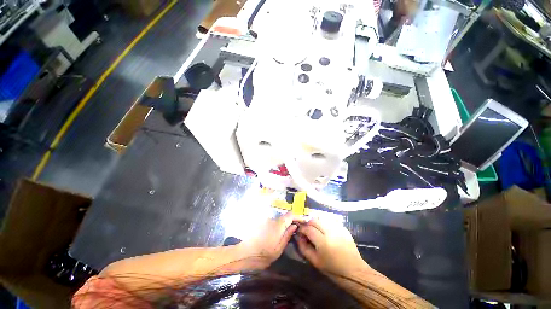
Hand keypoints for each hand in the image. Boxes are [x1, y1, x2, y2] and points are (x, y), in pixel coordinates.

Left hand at [238, 212, 302, 268]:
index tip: (303, 222)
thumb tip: (295, 226)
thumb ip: (287, 235)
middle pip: (285, 216)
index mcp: (278, 224)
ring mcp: (267, 220)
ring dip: (286, 223)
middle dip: (292, 220)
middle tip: (298, 228)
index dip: (298, 217)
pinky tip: (280, 232)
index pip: (290, 215)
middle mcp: (273, 219)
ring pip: (280, 219)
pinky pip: (274, 221)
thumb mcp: (279, 248)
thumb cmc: (264, 253)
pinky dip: (280, 225)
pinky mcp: (263, 223)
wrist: (245, 253)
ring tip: (291, 231)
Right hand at [297, 218, 368, 277]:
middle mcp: (330, 232)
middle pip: (314, 220)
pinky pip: (330, 221)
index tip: (299, 231)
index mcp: (323, 242)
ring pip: (322, 218)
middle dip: (308, 223)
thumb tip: (298, 236)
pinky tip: (323, 229)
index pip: (308, 229)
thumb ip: (304, 247)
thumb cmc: (333, 269)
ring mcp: (338, 229)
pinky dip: (324, 223)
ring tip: (314, 228)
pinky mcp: (343, 228)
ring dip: (315, 222)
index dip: (302, 228)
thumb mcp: (315, 262)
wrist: (354, 271)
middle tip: (306, 229)